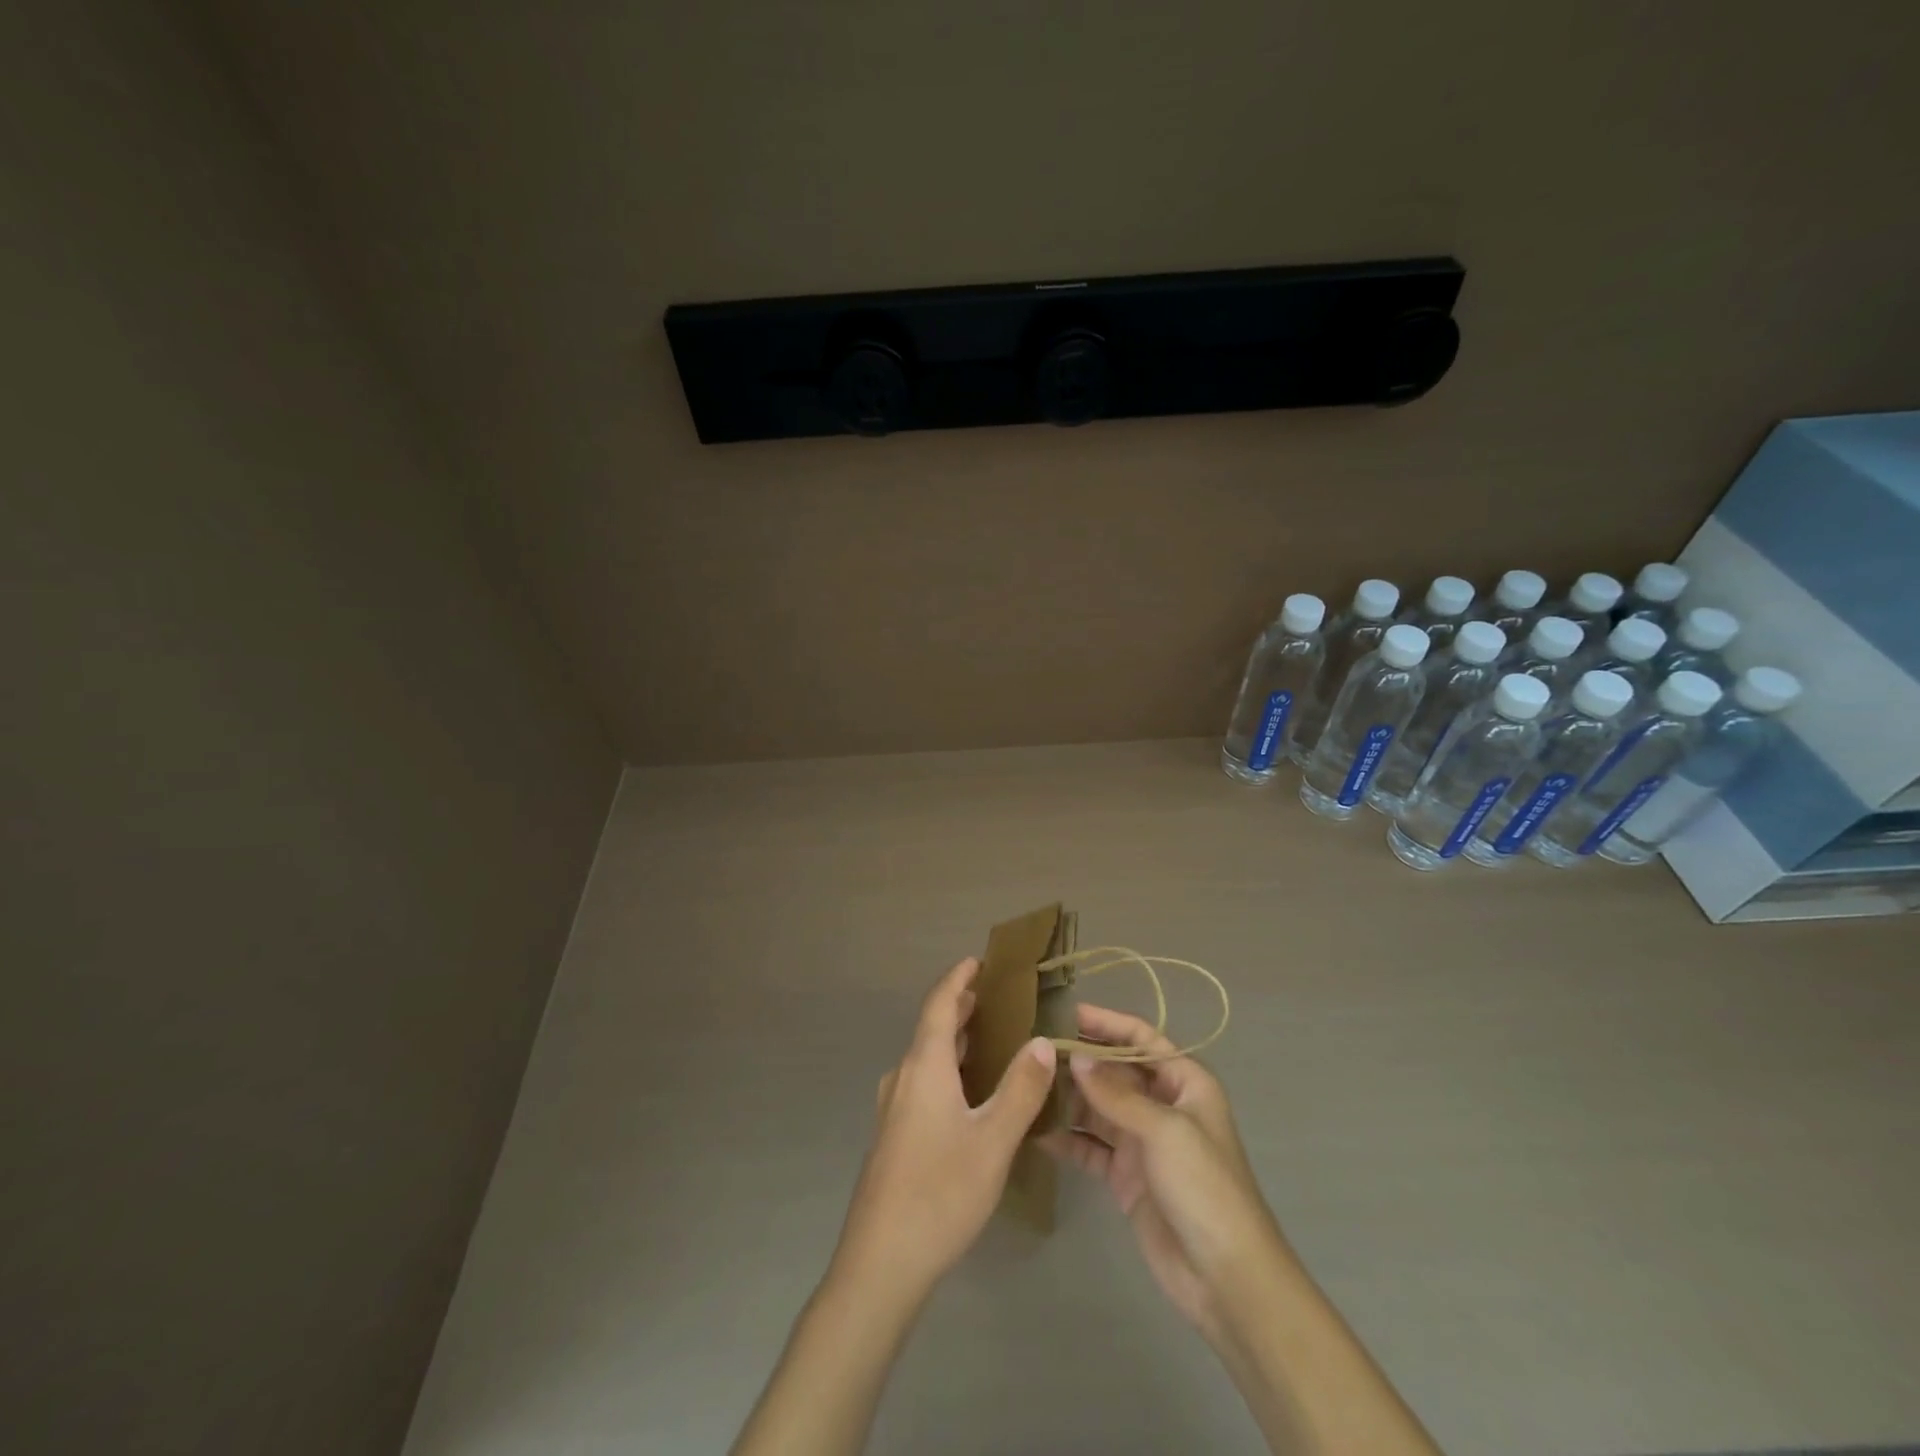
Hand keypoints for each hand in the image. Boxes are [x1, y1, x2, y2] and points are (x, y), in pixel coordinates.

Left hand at [830, 957, 1057, 1307]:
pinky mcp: (893, 1135)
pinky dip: (947, 1068)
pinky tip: (969, 1092)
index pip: (939, 1005)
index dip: (958, 980)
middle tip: (996, 997)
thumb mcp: (993, 1141)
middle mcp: (903, 1077)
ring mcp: (893, 1108)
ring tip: (990, 1037)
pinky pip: (923, 1082)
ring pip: (927, 1058)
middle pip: (932, 1028)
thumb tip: (1042, 1041)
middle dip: (961, 1008)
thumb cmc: (940, 1192)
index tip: (979, 961)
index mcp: (924, 1067)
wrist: (880, 1263)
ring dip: (955, 1040)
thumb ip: (1020, 1089)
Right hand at [1042, 1003, 1290, 1346]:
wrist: (1226, 1278)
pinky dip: (1068, 1140)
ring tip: (1028, 1086)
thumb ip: (1116, 1094)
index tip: (1068, 1014)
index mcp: (1185, 1084)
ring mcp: (1143, 1142)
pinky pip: (1091, 1148)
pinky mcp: (1127, 1177)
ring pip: (1099, 1108)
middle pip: (1116, 1072)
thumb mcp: (1164, 1131)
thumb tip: (1076, 1059)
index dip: (1108, 1024)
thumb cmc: (1205, 1188)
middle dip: (1081, 1061)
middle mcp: (1163, 1106)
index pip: (1142, 1040)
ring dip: (1069, 1098)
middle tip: (1036, 1051)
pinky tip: (1037, 1132)